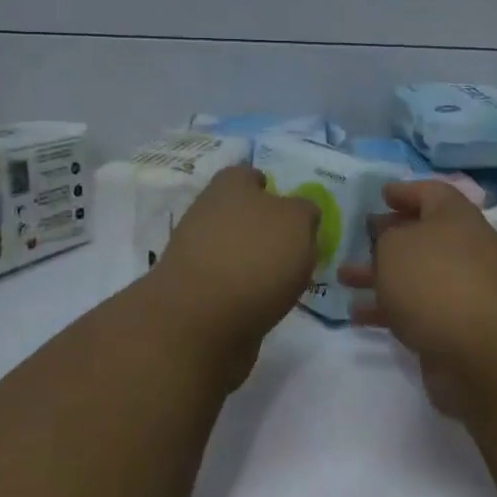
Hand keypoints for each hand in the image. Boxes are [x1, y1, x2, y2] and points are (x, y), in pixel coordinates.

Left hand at [150, 166, 319, 375]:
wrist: (201, 321)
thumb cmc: (255, 257)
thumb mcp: (298, 222)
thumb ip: (304, 212)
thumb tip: (300, 214)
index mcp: (229, 185)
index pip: (251, 176)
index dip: (273, 189)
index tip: (294, 213)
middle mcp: (207, 211)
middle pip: (242, 213)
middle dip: (264, 228)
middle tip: (294, 249)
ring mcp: (194, 253)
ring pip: (234, 248)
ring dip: (254, 261)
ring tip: (284, 282)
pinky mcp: (193, 291)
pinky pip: (227, 283)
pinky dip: (243, 291)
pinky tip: (262, 303)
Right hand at [339, 180, 496, 417]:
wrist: (484, 353)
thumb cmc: (436, 281)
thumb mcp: (395, 246)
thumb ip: (385, 238)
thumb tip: (391, 240)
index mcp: (455, 217)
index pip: (430, 192)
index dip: (405, 190)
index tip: (381, 195)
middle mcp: (463, 248)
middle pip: (422, 235)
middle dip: (388, 237)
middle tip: (358, 238)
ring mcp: (461, 289)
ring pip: (413, 274)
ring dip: (379, 275)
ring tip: (343, 279)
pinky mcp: (454, 326)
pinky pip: (414, 308)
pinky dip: (387, 309)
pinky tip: (358, 316)